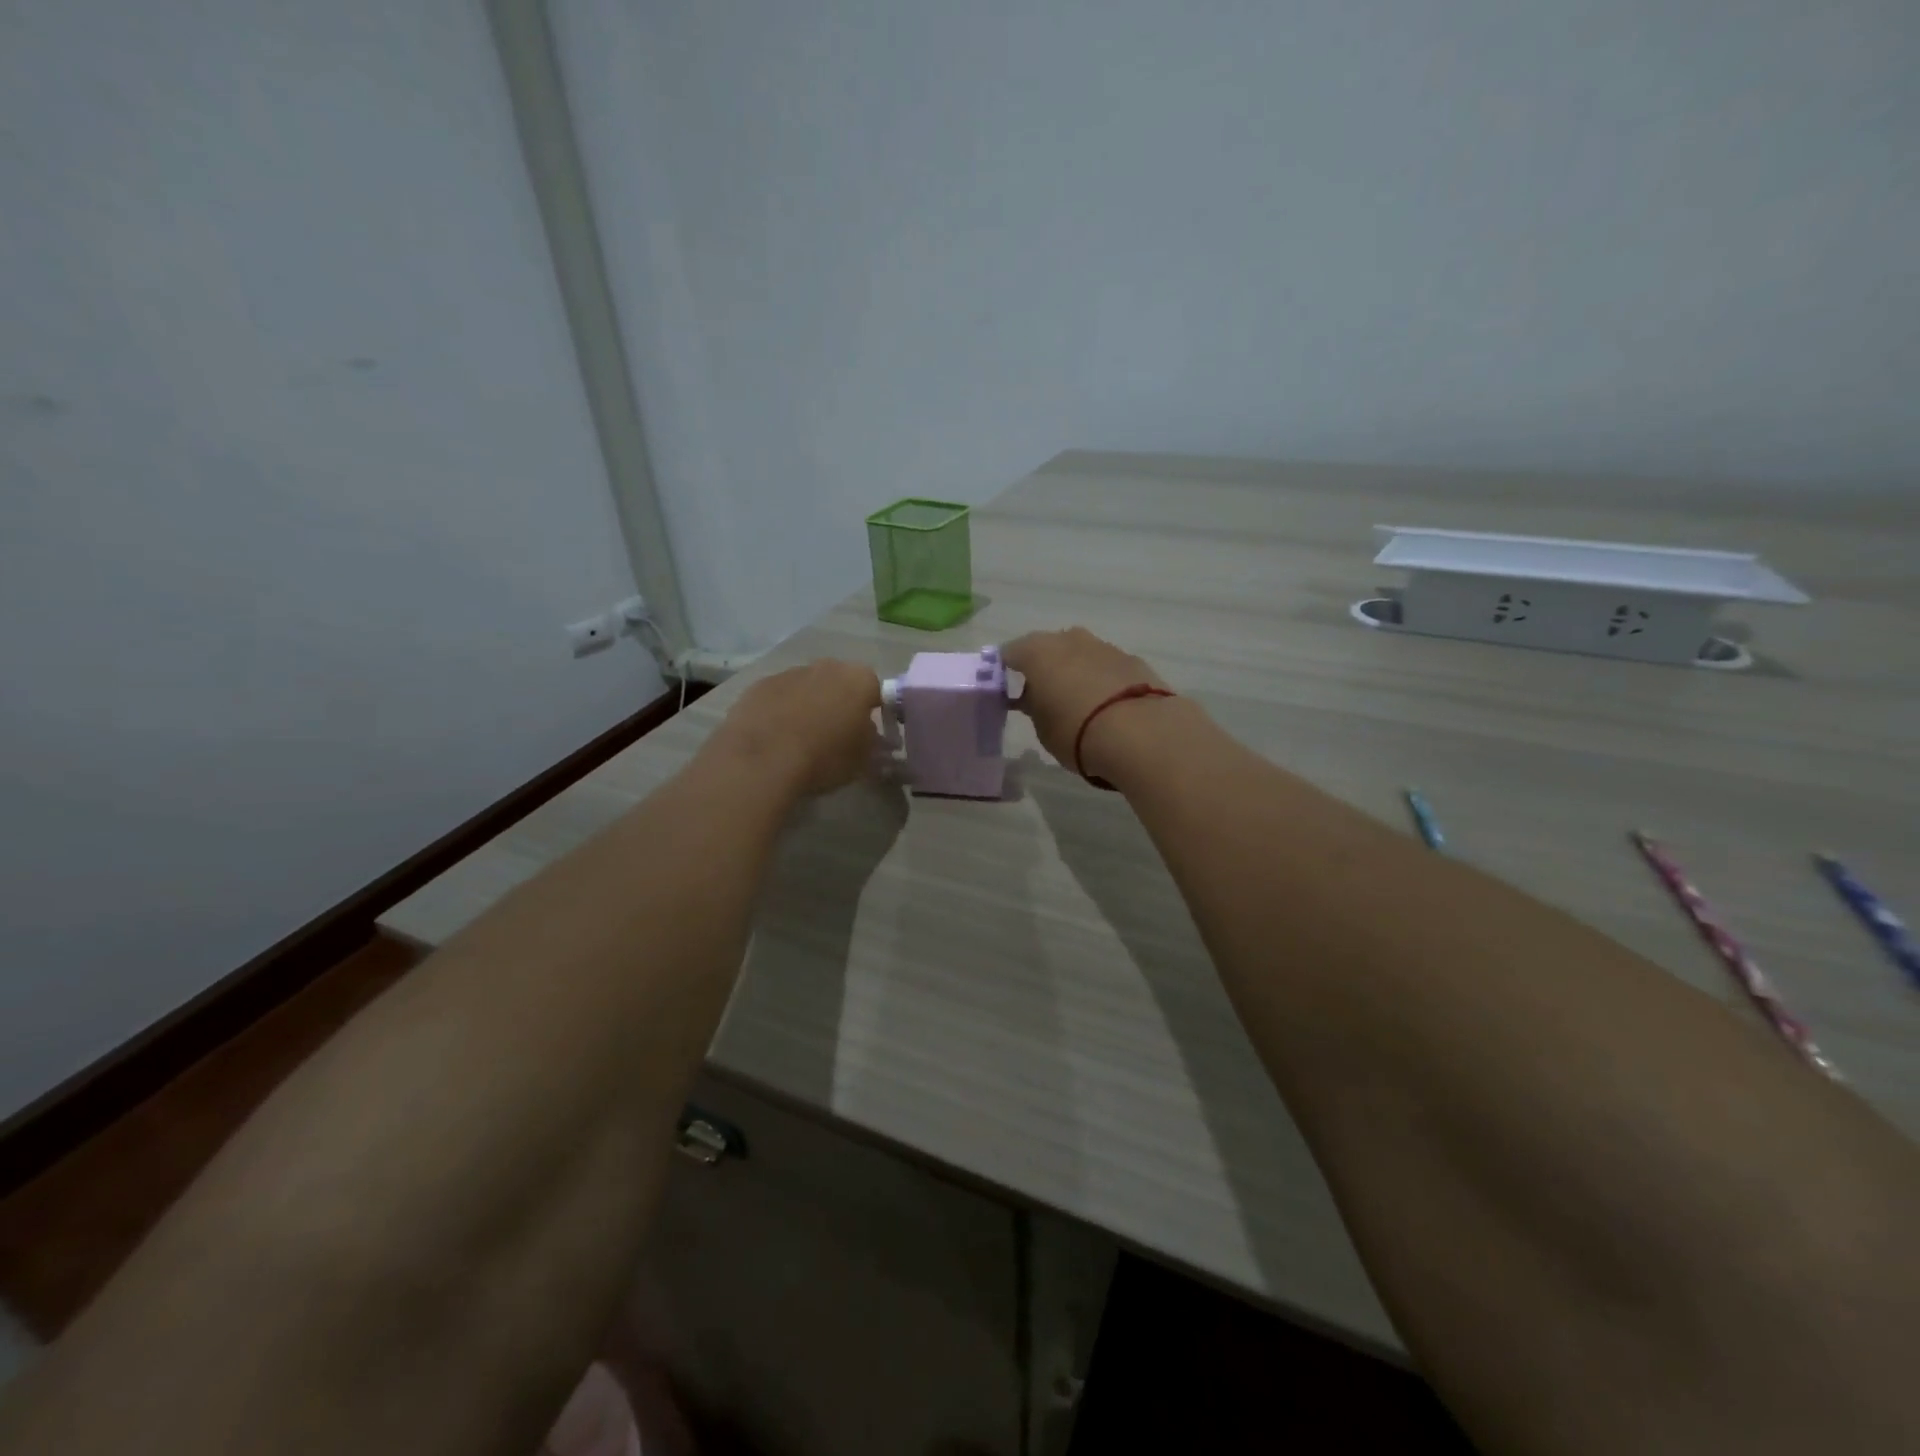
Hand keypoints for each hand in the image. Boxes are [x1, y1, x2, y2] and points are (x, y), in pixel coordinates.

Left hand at [704, 659, 882, 797]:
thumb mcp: (862, 759)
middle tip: (834, 732)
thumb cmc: (823, 758)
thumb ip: (870, 740)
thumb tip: (866, 731)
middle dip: (839, 702)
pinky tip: (774, 735)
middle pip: (839, 682)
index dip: (872, 710)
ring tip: (800, 737)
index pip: (875, 689)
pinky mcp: (759, 684)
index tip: (865, 732)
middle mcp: (827, 667)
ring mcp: (790, 672)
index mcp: (859, 680)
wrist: (762, 761)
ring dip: (808, 704)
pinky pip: (779, 695)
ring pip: (807, 686)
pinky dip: (780, 709)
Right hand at [1001, 628, 1170, 780]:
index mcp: (1038, 651)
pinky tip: (1107, 707)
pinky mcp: (1134, 660)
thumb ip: (1034, 708)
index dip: (1004, 672)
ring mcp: (1105, 646)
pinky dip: (1102, 681)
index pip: (1010, 654)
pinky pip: (1106, 668)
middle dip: (1043, 669)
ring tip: (1077, 704)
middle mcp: (1070, 639)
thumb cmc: (1077, 732)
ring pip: (1080, 655)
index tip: (1003, 691)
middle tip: (1041, 697)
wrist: (1142, 734)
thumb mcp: (1043, 728)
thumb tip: (1036, 699)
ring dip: (1075, 673)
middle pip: (1048, 649)